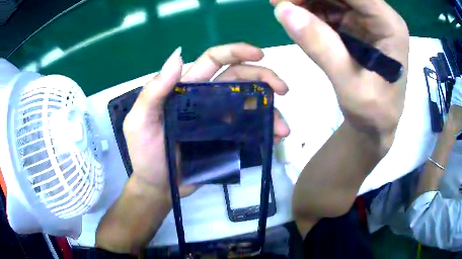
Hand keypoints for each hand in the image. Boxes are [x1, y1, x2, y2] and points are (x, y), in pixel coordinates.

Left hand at [123, 43, 289, 198]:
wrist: (157, 187)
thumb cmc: (144, 155)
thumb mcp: (140, 122)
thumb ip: (154, 91)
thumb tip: (178, 55)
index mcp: (186, 89)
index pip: (213, 61)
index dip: (235, 53)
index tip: (259, 54)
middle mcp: (205, 99)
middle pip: (239, 78)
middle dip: (263, 77)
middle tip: (283, 89)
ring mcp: (218, 120)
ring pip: (249, 104)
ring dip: (270, 110)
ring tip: (283, 127)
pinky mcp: (226, 140)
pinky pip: (249, 129)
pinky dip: (265, 130)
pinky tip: (275, 137)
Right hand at [271, 0, 408, 151]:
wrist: (376, 125)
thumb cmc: (373, 112)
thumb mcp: (349, 84)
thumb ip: (321, 46)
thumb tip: (283, 10)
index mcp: (389, 25)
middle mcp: (380, 16)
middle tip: (277, 2)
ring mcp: (367, 19)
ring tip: (280, 7)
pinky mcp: (355, 25)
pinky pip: (329, 8)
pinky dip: (309, 9)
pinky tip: (294, 16)